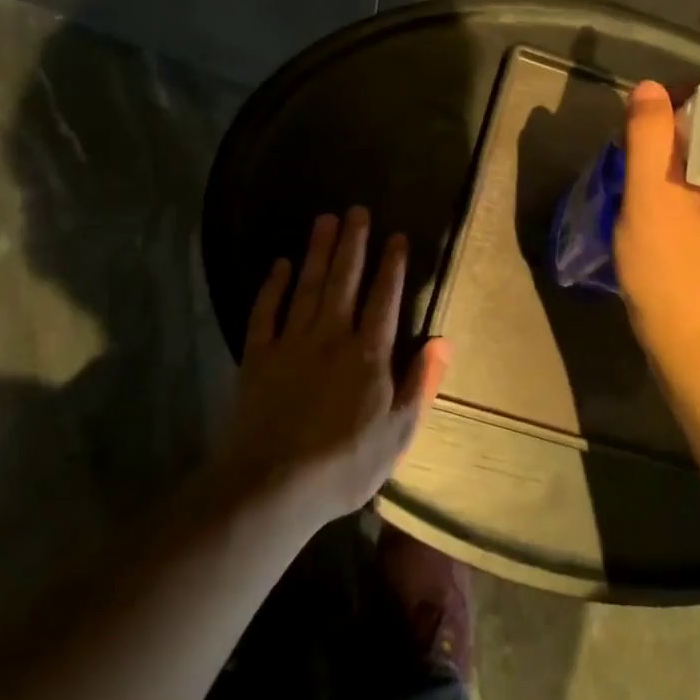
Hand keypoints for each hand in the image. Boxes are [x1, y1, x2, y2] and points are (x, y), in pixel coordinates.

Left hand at [213, 208, 451, 526]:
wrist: (271, 489)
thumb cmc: (343, 466)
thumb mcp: (398, 434)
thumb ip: (420, 384)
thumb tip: (442, 342)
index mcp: (368, 354)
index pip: (383, 298)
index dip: (392, 265)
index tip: (396, 235)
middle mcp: (331, 337)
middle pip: (344, 280)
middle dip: (353, 243)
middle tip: (356, 210)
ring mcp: (291, 344)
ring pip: (308, 286)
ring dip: (318, 251)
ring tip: (325, 220)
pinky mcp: (258, 357)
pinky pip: (266, 312)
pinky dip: (273, 286)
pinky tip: (281, 264)